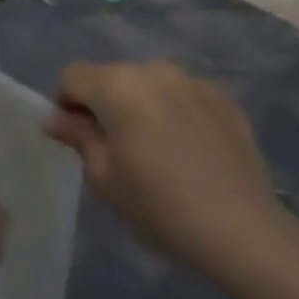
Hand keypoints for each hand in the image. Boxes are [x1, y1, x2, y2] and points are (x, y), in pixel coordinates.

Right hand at [46, 60, 298, 282]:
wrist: (242, 228)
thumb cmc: (159, 205)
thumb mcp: (104, 177)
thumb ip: (78, 137)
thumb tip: (56, 117)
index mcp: (119, 85)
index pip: (72, 76)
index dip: (64, 104)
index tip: (75, 139)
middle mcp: (155, 70)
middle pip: (111, 76)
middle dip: (102, 104)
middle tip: (112, 150)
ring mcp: (193, 81)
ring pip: (148, 84)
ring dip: (139, 106)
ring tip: (153, 150)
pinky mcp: (223, 98)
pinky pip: (181, 95)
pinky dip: (172, 112)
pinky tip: (186, 151)